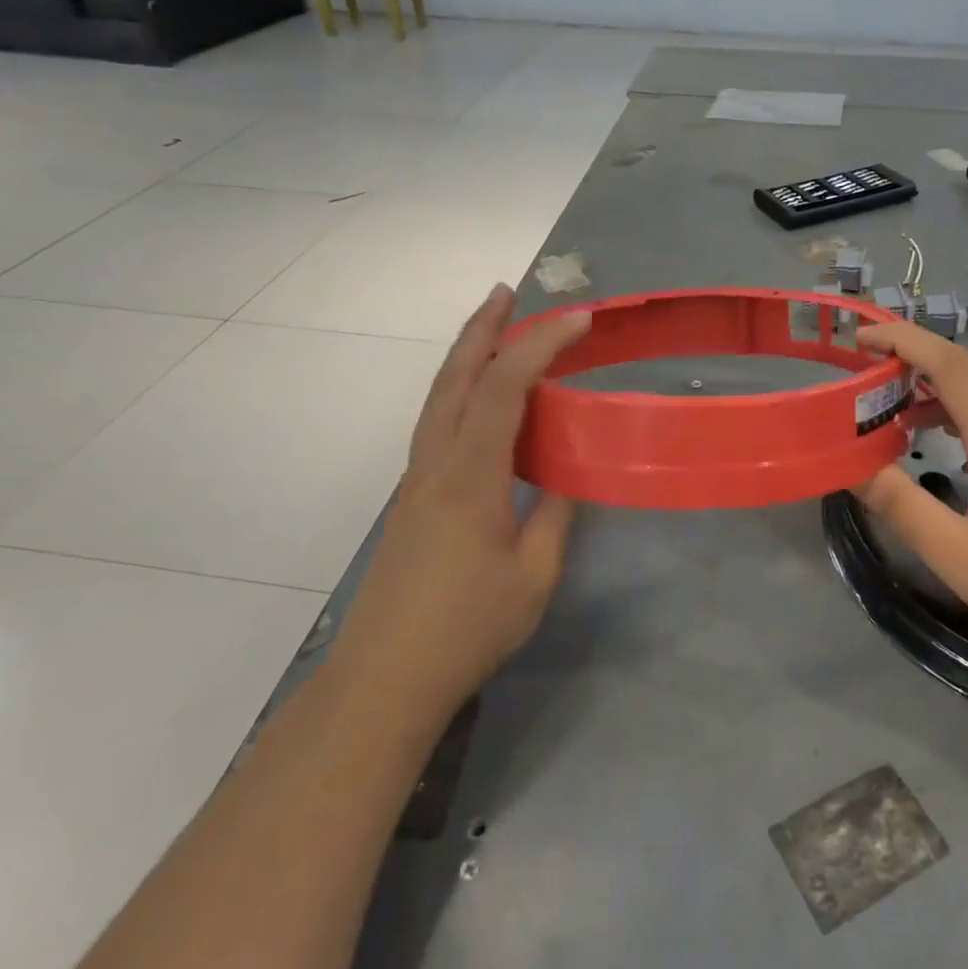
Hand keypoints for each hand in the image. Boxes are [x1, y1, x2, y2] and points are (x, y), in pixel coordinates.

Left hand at [344, 285, 589, 704]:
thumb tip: (565, 476)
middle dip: (482, 328)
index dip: (541, 344)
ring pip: (439, 397)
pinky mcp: (412, 498)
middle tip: (507, 292)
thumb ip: (555, 515)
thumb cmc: (468, 627)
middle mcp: (435, 462)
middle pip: (455, 376)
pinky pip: (438, 424)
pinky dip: (461, 392)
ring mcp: (416, 479)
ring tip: (494, 329)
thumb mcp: (535, 574)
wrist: (386, 676)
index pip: (506, 386)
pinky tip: (480, 403)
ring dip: (466, 355)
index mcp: (470, 474)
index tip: (580, 318)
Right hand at [855, 321, 967, 666]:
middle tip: (874, 369)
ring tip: (906, 408)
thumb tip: (851, 467)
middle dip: (919, 356)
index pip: (948, 364)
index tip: (863, 336)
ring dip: (948, 383)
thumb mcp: (955, 554)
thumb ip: (900, 504)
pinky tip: (962, 437)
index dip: (903, 341)